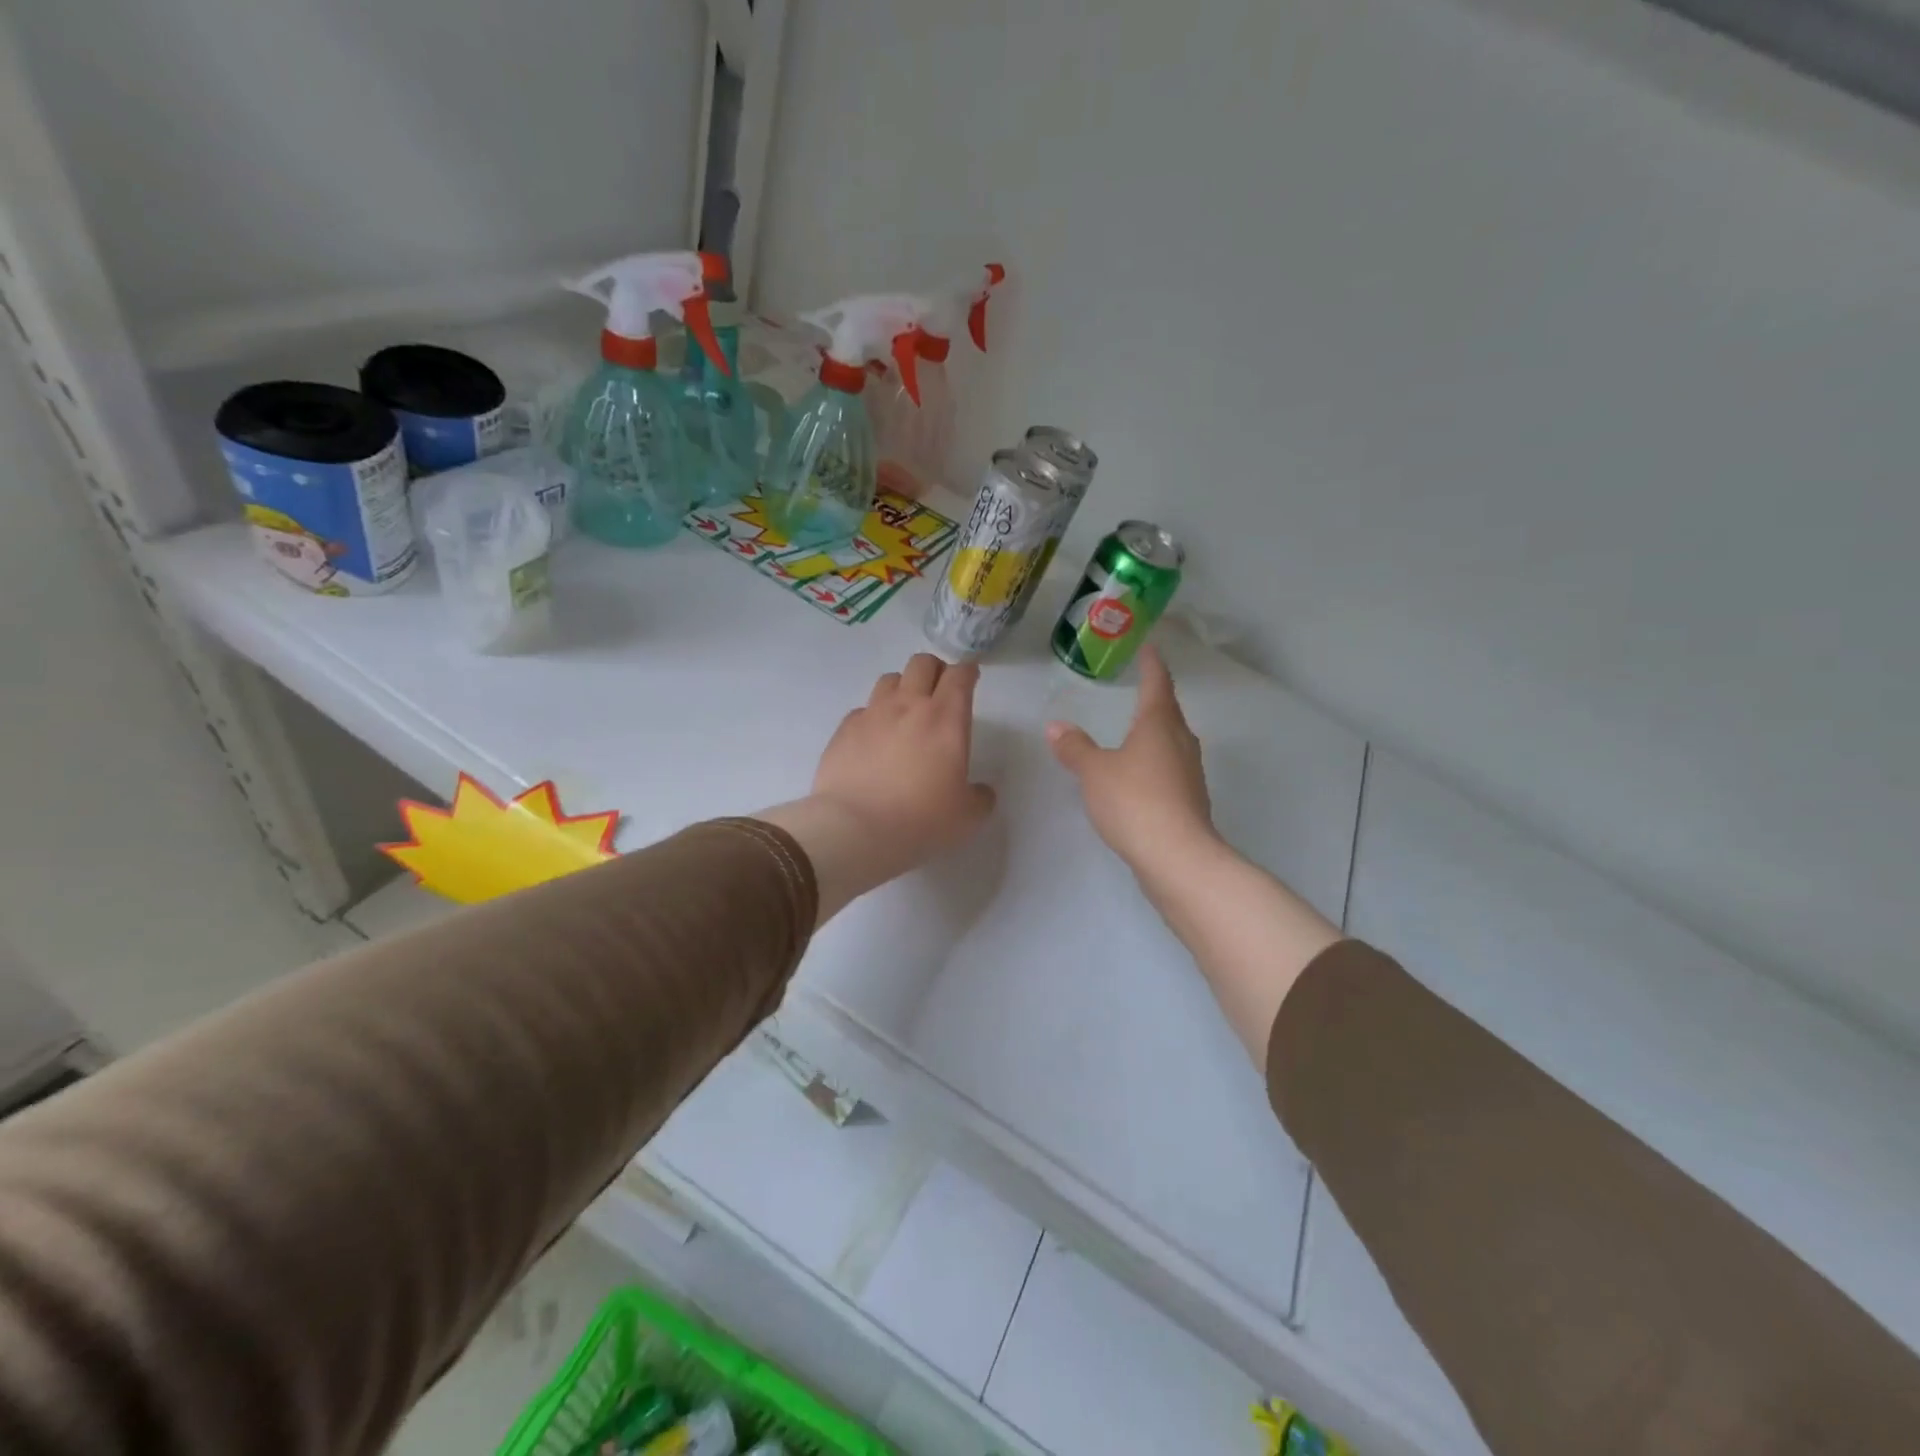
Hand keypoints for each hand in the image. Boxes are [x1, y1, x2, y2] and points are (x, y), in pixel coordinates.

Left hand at [759, 653, 996, 924]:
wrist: (856, 829)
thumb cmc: (921, 820)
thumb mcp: (967, 817)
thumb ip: (980, 797)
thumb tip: (980, 791)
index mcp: (946, 718)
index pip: (960, 675)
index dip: (968, 672)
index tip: (970, 679)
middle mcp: (909, 706)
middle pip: (922, 663)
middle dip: (935, 670)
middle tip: (939, 691)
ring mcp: (872, 714)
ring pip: (890, 680)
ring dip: (903, 688)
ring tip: (905, 711)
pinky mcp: (844, 730)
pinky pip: (862, 710)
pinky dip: (873, 717)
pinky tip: (875, 739)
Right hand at [1047, 646, 1216, 871]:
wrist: (1177, 857)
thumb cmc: (1135, 801)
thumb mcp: (1095, 772)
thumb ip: (1075, 748)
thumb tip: (1056, 726)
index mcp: (1159, 724)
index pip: (1157, 683)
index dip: (1151, 664)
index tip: (1149, 647)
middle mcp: (1180, 741)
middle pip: (1169, 712)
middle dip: (1155, 698)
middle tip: (1139, 686)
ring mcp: (1189, 772)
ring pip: (1171, 741)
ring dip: (1156, 731)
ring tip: (1136, 729)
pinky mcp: (1189, 800)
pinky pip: (1170, 768)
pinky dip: (1154, 761)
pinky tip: (1140, 774)